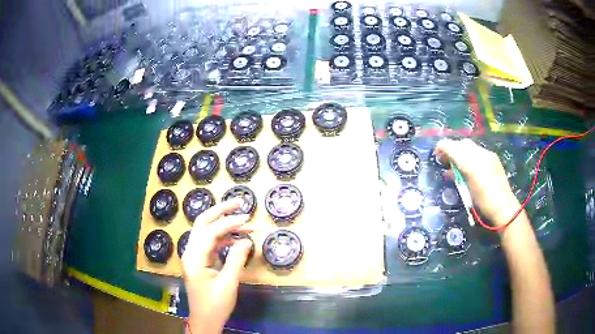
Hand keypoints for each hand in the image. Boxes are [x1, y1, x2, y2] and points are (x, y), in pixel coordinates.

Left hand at [182, 199, 252, 333]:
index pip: (211, 231)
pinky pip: (211, 242)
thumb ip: (236, 259)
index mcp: (194, 257)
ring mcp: (194, 256)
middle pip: (202, 223)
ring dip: (224, 224)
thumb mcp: (228, 283)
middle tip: (239, 202)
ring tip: (245, 222)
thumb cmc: (215, 305)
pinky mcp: (200, 261)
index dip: (229, 222)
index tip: (247, 218)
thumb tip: (247, 240)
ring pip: (207, 231)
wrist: (205, 320)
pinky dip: (223, 237)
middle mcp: (191, 252)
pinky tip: (237, 238)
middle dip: (220, 211)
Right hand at [435, 138, 521, 226]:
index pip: (453, 147)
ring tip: (456, 164)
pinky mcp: (494, 159)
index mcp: (472, 163)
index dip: (443, 147)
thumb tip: (448, 169)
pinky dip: (470, 156)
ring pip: (470, 147)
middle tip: (446, 160)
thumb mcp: (467, 190)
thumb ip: (457, 175)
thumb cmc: (483, 203)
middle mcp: (480, 154)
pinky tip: (469, 167)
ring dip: (461, 152)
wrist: (504, 208)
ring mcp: (488, 156)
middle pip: (462, 144)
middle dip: (452, 148)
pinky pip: (478, 151)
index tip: (436, 154)